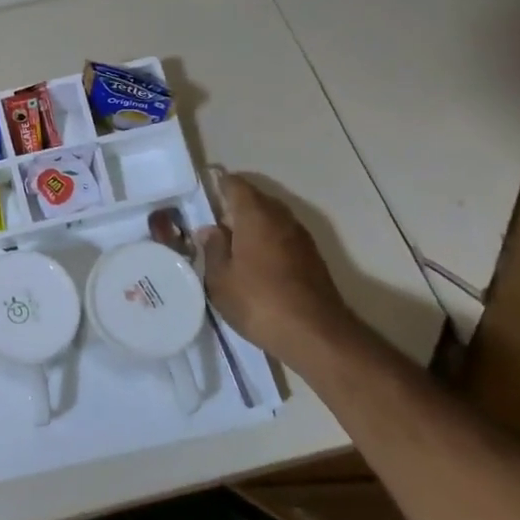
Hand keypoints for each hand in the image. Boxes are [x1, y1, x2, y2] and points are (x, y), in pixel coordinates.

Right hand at [198, 173, 351, 357]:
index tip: (202, 196)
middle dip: (234, 207)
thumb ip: (213, 248)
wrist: (316, 335)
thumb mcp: (220, 279)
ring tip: (232, 247)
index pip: (235, 184)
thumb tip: (210, 229)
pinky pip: (283, 237)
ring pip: (271, 218)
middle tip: (213, 226)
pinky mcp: (312, 258)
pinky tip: (256, 264)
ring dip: (253, 226)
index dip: (218, 185)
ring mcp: (301, 237)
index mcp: (255, 214)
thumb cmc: (259, 302)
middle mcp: (281, 217)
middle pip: (255, 199)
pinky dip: (268, 242)